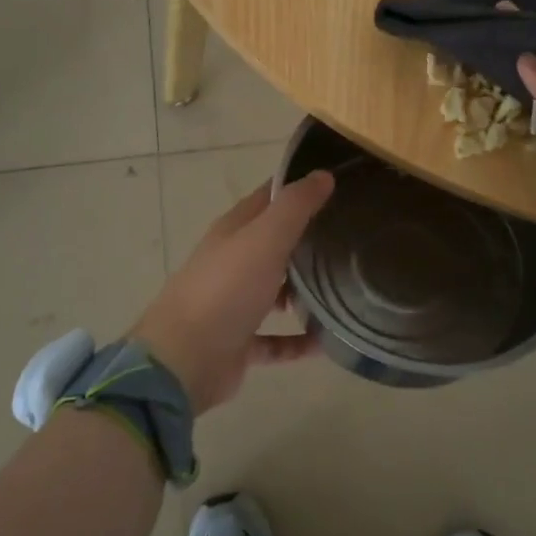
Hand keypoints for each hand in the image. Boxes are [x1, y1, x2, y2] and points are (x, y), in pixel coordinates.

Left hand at [133, 171, 335, 414]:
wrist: (184, 360)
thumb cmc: (226, 289)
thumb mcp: (265, 238)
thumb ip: (295, 207)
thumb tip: (323, 175)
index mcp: (234, 230)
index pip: (269, 197)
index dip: (298, 188)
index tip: (336, 185)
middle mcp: (232, 262)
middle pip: (274, 243)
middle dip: (307, 239)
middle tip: (351, 237)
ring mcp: (234, 303)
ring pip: (275, 291)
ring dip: (304, 291)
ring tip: (345, 288)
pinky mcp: (239, 342)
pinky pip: (275, 339)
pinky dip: (297, 340)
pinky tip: (326, 342)